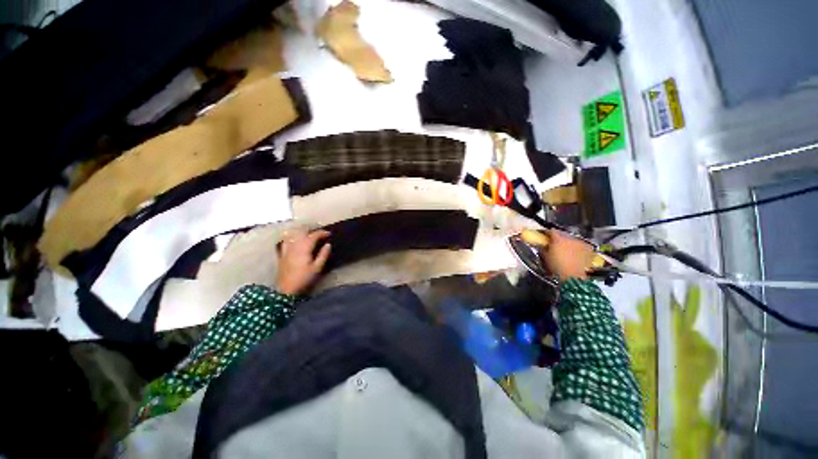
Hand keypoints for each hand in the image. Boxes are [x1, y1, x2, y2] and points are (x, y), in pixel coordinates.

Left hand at [276, 229, 331, 295]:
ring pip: (292, 234)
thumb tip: (328, 244)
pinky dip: (290, 238)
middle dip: (311, 230)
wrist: (286, 289)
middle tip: (319, 234)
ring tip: (307, 235)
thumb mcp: (317, 268)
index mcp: (304, 248)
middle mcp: (294, 245)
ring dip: (300, 232)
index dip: (322, 233)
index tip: (329, 234)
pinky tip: (293, 240)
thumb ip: (323, 254)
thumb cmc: (304, 278)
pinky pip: (285, 241)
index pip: (314, 235)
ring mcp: (286, 249)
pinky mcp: (281, 254)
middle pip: (302, 232)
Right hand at [540, 230, 594, 280]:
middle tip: (554, 242)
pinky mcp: (588, 249)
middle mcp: (570, 238)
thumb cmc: (557, 266)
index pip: (551, 231)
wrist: (573, 276)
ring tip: (564, 248)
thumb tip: (541, 244)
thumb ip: (543, 248)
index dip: (547, 233)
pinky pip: (580, 244)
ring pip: (572, 239)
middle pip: (562, 234)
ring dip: (567, 241)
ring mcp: (580, 243)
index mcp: (558, 239)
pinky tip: (574, 251)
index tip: (544, 236)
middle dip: (558, 237)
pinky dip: (577, 246)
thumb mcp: (545, 257)